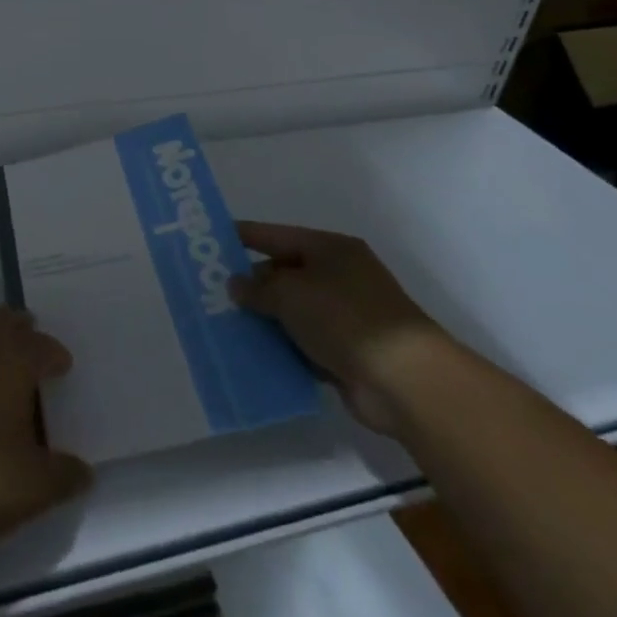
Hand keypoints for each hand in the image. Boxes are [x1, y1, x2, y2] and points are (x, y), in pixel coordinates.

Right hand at [230, 223, 454, 435]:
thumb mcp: (290, 293)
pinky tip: (254, 354)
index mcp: (330, 249)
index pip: (276, 235)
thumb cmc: (344, 318)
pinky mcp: (347, 353)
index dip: (244, 236)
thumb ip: (258, 288)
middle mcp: (339, 277)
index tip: (210, 239)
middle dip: (251, 284)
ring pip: (293, 312)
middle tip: (211, 292)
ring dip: (265, 320)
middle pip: (284, 273)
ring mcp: (345, 317)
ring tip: (224, 325)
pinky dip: (283, 348)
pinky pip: (304, 344)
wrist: (405, 381)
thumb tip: (237, 285)